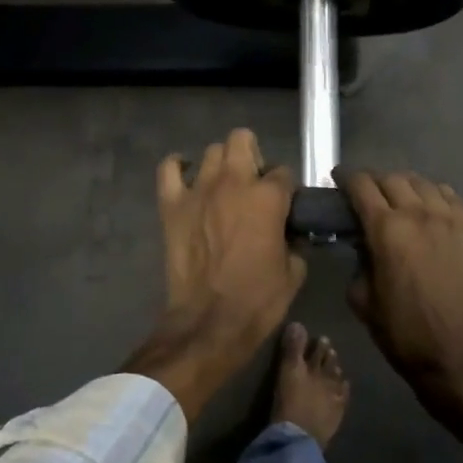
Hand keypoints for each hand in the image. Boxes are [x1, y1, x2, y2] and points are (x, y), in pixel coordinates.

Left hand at [123, 129, 305, 418]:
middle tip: (253, 184)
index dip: (286, 188)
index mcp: (268, 197)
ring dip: (221, 164)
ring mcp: (198, 190)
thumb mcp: (293, 272)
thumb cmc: (257, 300)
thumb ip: (293, 241)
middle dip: (252, 155)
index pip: (284, 173)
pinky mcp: (172, 204)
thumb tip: (287, 233)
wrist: (209, 323)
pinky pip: (169, 168)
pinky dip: (177, 166)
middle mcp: (234, 182)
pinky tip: (186, 177)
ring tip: (223, 186)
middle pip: (243, 140)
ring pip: (211, 151)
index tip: (284, 205)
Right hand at [337, 168, 462, 440]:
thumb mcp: (362, 298)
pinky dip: (437, 199)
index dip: (346, 178)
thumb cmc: (404, 333)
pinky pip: (454, 199)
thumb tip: (364, 244)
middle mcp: (421, 214)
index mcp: (387, 229)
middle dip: (375, 182)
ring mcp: (455, 220)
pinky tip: (433, 212)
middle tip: (368, 195)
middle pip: (393, 178)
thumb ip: (359, 261)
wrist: (462, 358)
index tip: (339, 180)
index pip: (362, 186)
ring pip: (426, 184)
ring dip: (407, 187)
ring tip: (402, 201)